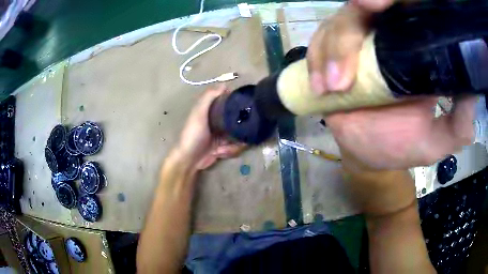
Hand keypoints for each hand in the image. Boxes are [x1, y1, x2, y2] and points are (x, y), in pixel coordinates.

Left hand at [176, 85, 245, 169]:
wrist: (189, 160)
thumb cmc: (193, 135)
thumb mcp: (198, 114)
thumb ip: (208, 98)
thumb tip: (224, 84)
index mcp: (212, 111)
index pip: (229, 104)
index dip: (238, 105)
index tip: (246, 109)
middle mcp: (218, 121)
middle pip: (238, 121)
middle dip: (240, 129)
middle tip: (240, 134)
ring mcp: (222, 135)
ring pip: (238, 135)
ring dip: (234, 143)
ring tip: (222, 147)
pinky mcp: (224, 147)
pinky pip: (235, 147)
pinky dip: (230, 151)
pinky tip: (220, 152)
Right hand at [307, 0, 475, 169]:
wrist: (368, 152)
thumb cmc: (403, 145)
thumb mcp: (437, 140)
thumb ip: (458, 124)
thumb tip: (472, 95)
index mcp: (416, 47)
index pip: (404, 7)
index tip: (380, 4)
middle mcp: (386, 34)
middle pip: (362, 7)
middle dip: (352, 23)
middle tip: (353, 42)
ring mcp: (357, 40)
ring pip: (337, 23)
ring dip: (332, 49)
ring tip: (333, 87)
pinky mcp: (334, 52)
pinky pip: (319, 43)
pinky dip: (316, 60)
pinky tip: (320, 87)